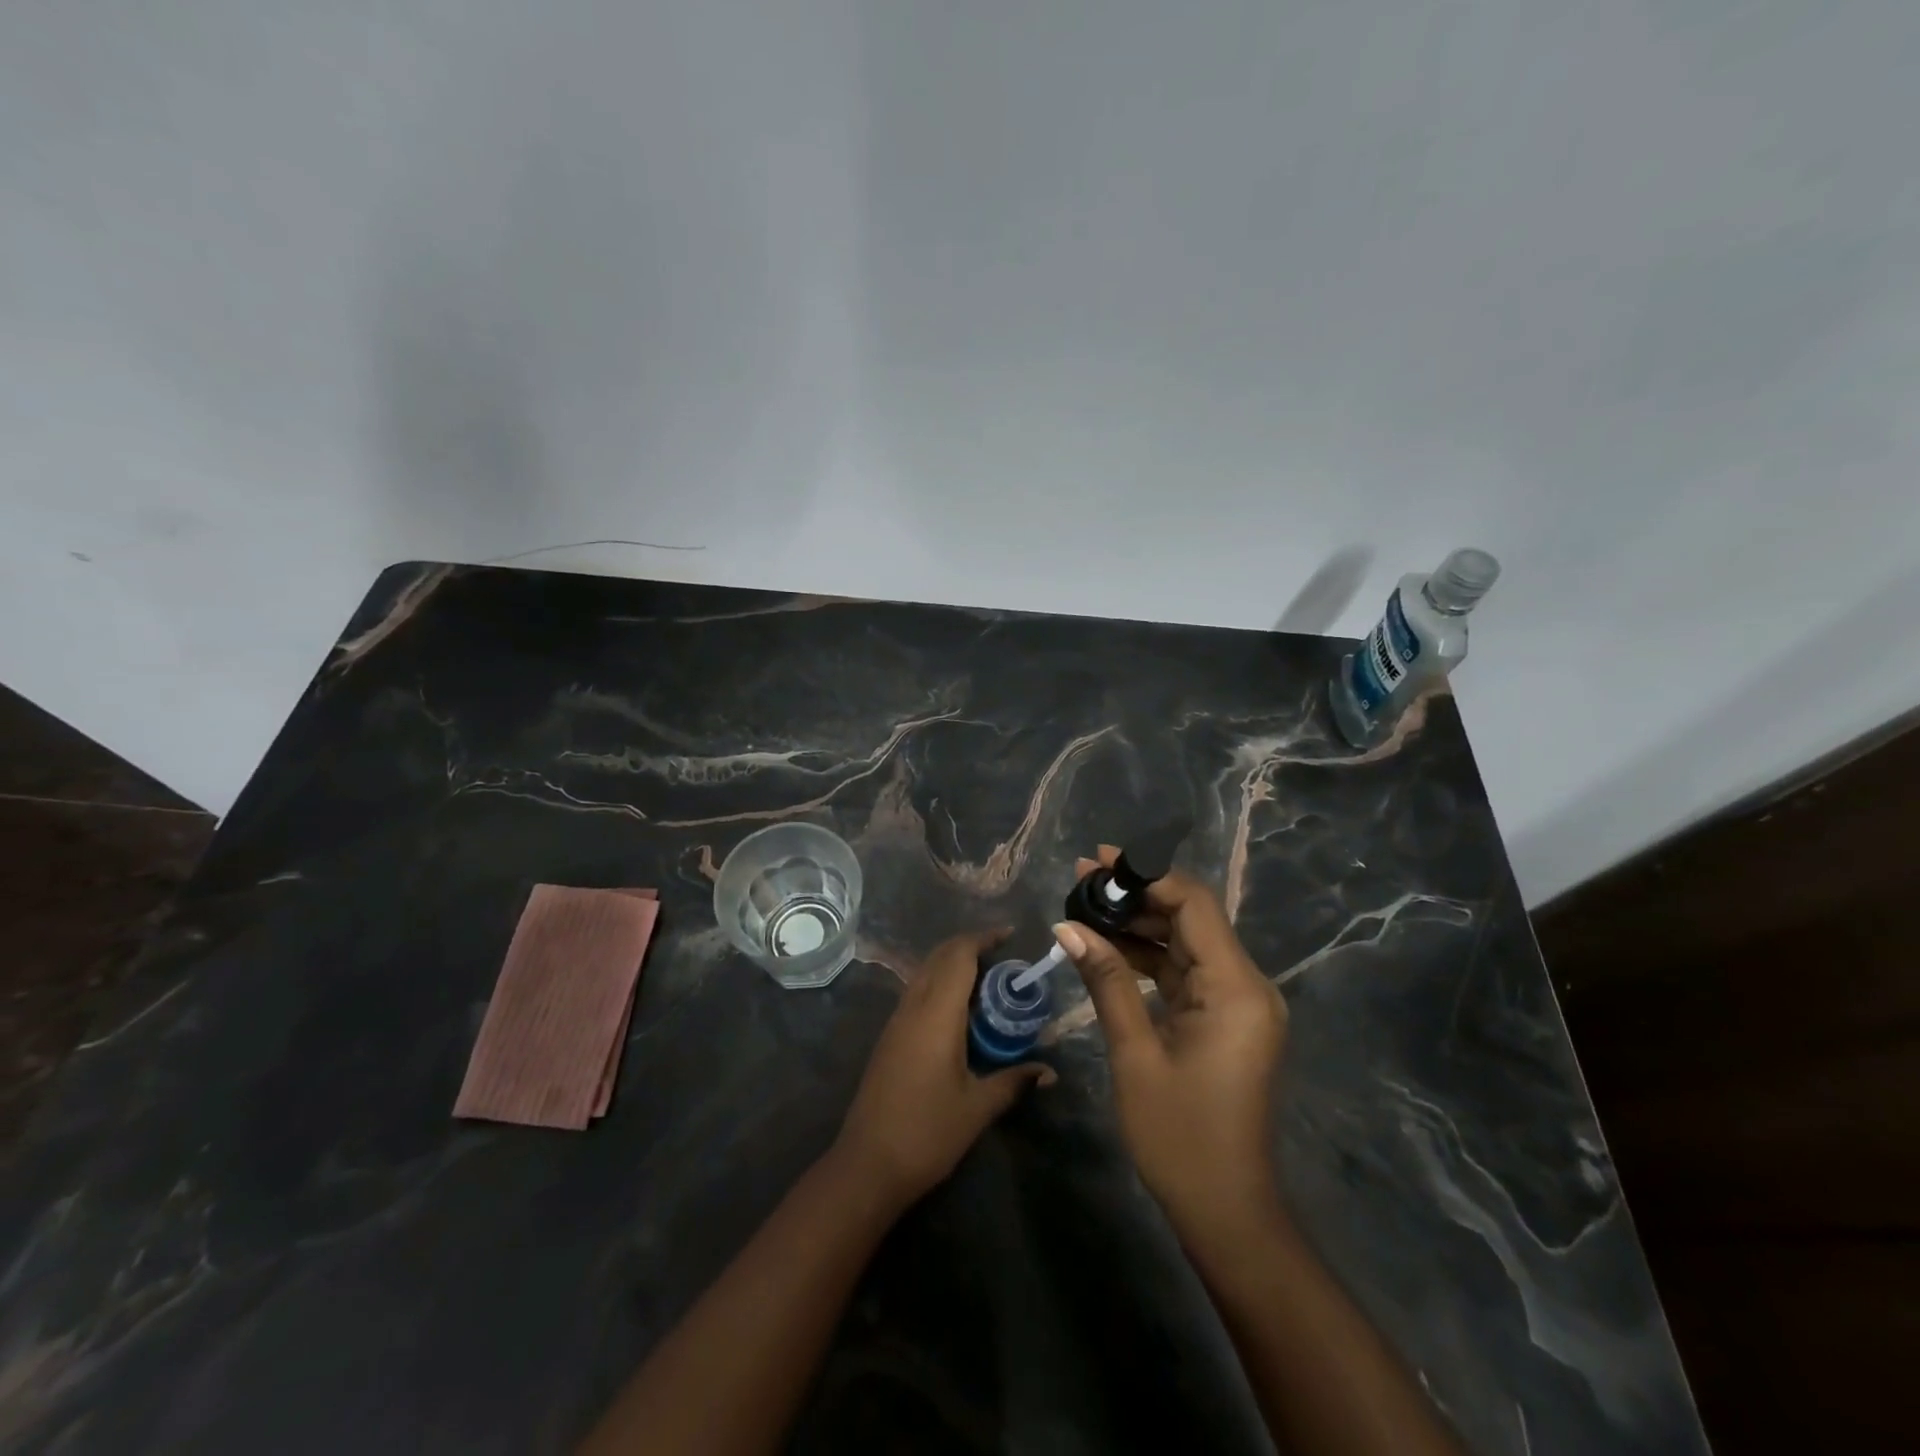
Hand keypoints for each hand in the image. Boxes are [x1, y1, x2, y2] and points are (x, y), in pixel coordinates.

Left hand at [835, 929, 1055, 1211]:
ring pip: (925, 972)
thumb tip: (1050, 1072)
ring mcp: (897, 1020)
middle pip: (939, 957)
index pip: (958, 956)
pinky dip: (940, 984)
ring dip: (953, 965)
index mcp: (936, 1014)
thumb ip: (1014, 1081)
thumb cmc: (927, 1132)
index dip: (983, 938)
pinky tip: (960, 1011)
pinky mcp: (890, 1037)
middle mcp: (913, 1006)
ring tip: (988, 980)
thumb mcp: (978, 1108)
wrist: (867, 1164)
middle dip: (970, 946)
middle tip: (1004, 956)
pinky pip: (917, 992)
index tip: (1010, 935)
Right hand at [1055, 848, 1288, 1253]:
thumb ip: (1105, 980)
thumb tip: (1068, 926)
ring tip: (1086, 902)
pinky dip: (1148, 955)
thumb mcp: (1135, 1052)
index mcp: (1235, 987)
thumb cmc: (1179, 1136)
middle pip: (1191, 916)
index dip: (1147, 875)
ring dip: (1139, 922)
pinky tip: (1107, 944)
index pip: (1194, 904)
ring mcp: (1237, 1002)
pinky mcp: (1224, 1019)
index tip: (1100, 861)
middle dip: (1137, 893)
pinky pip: (1185, 971)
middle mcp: (1246, 984)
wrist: (1226, 1211)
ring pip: (1185, 941)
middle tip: (1083, 876)